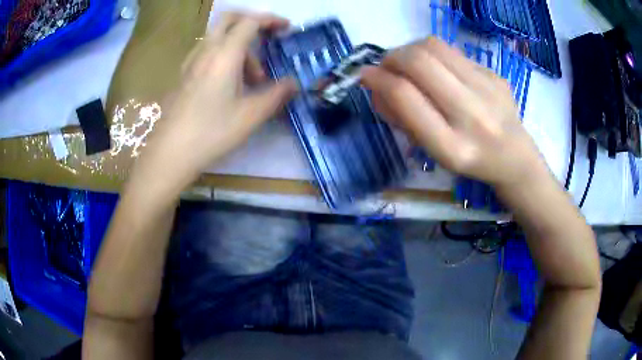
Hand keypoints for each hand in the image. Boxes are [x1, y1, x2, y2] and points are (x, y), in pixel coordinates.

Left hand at [139, 12, 297, 187]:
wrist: (171, 152)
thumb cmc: (212, 132)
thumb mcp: (251, 115)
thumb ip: (277, 94)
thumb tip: (294, 83)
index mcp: (224, 54)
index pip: (250, 21)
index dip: (271, 20)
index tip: (286, 29)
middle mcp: (206, 51)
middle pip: (229, 20)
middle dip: (252, 22)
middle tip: (267, 39)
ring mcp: (191, 62)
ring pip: (219, 38)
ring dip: (239, 47)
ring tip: (252, 79)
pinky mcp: (184, 75)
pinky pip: (208, 52)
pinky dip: (224, 55)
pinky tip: (228, 83)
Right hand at [361, 38, 547, 188]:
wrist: (514, 157)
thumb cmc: (469, 160)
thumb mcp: (433, 152)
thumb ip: (402, 119)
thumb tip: (376, 84)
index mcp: (453, 148)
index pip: (406, 97)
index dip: (378, 79)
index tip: (365, 75)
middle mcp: (473, 116)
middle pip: (419, 62)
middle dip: (391, 57)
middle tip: (386, 66)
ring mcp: (489, 90)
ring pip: (434, 47)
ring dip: (409, 49)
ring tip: (408, 63)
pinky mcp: (496, 75)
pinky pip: (452, 51)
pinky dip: (433, 54)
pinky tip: (438, 69)